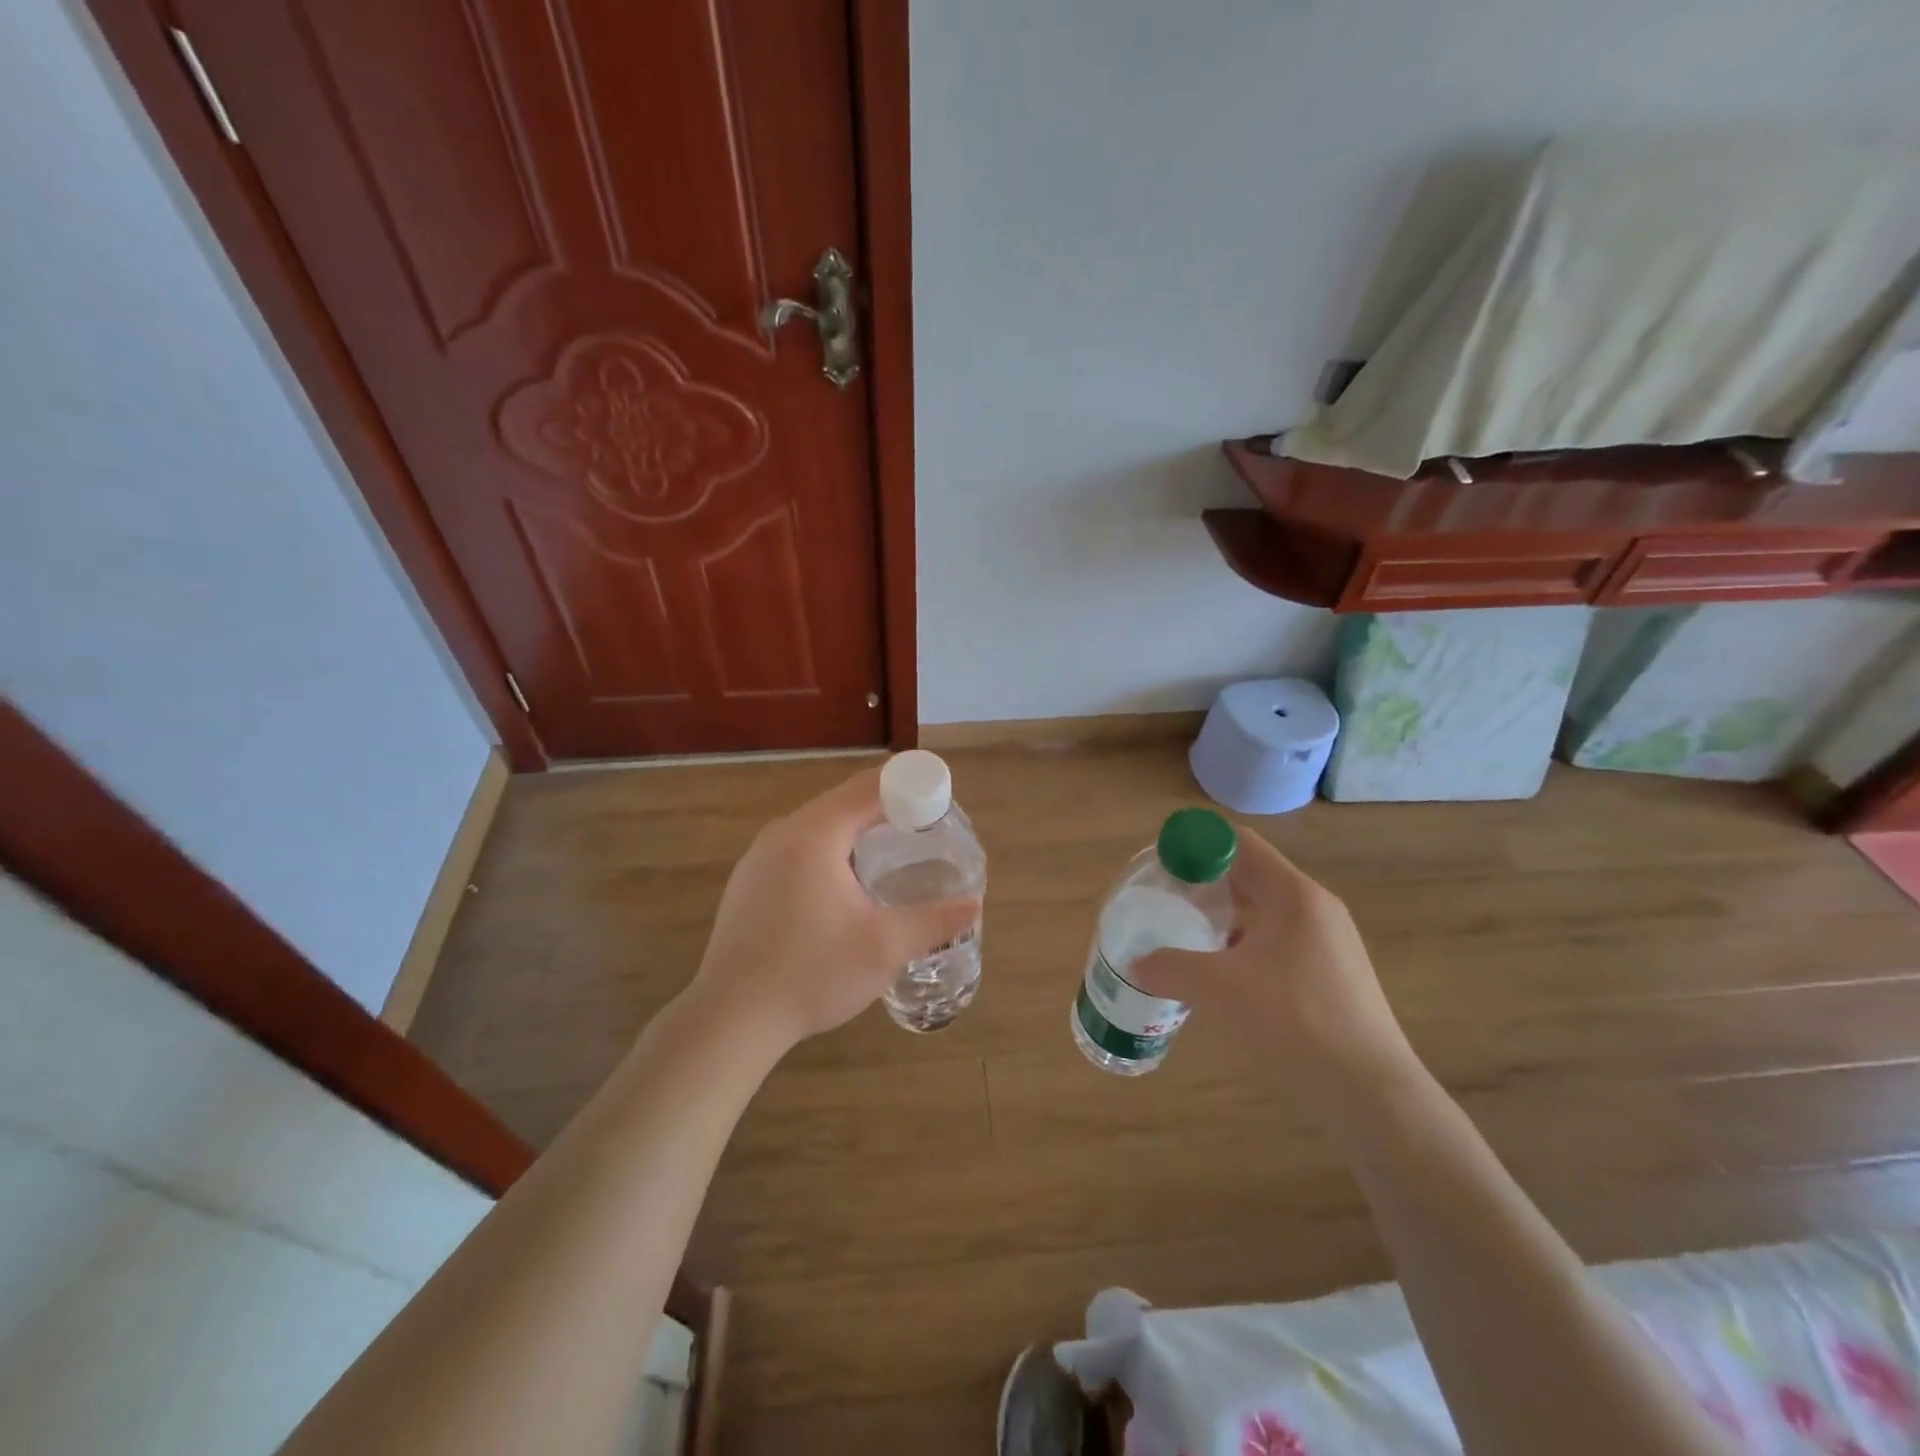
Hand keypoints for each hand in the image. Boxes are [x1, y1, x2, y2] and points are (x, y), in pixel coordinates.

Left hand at [684, 767, 980, 1055]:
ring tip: (890, 849)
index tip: (940, 800)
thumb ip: (933, 921)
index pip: (869, 789)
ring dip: (856, 826)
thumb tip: (973, 906)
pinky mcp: (749, 881)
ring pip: (818, 823)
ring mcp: (759, 856)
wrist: (731, 1018)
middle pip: (843, 800)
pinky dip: (830, 847)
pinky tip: (844, 881)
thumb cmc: (812, 973)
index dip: (909, 787)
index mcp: (815, 834)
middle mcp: (783, 832)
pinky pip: (798, 846)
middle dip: (886, 804)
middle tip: (924, 825)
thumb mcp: (884, 948)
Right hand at [1130, 826, 1421, 1102]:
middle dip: (1204, 884)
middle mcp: (1315, 909)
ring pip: (1264, 913)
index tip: (1161, 865)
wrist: (1371, 1095)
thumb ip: (1169, 968)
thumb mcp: (1217, 990)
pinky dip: (1245, 948)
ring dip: (1224, 919)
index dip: (1196, 845)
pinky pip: (1278, 944)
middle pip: (1250, 876)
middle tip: (1165, 901)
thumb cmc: (1292, 1022)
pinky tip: (1222, 978)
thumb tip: (1137, 965)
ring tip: (1185, 939)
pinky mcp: (1333, 977)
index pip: (1239, 843)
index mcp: (1293, 895)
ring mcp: (1329, 944)